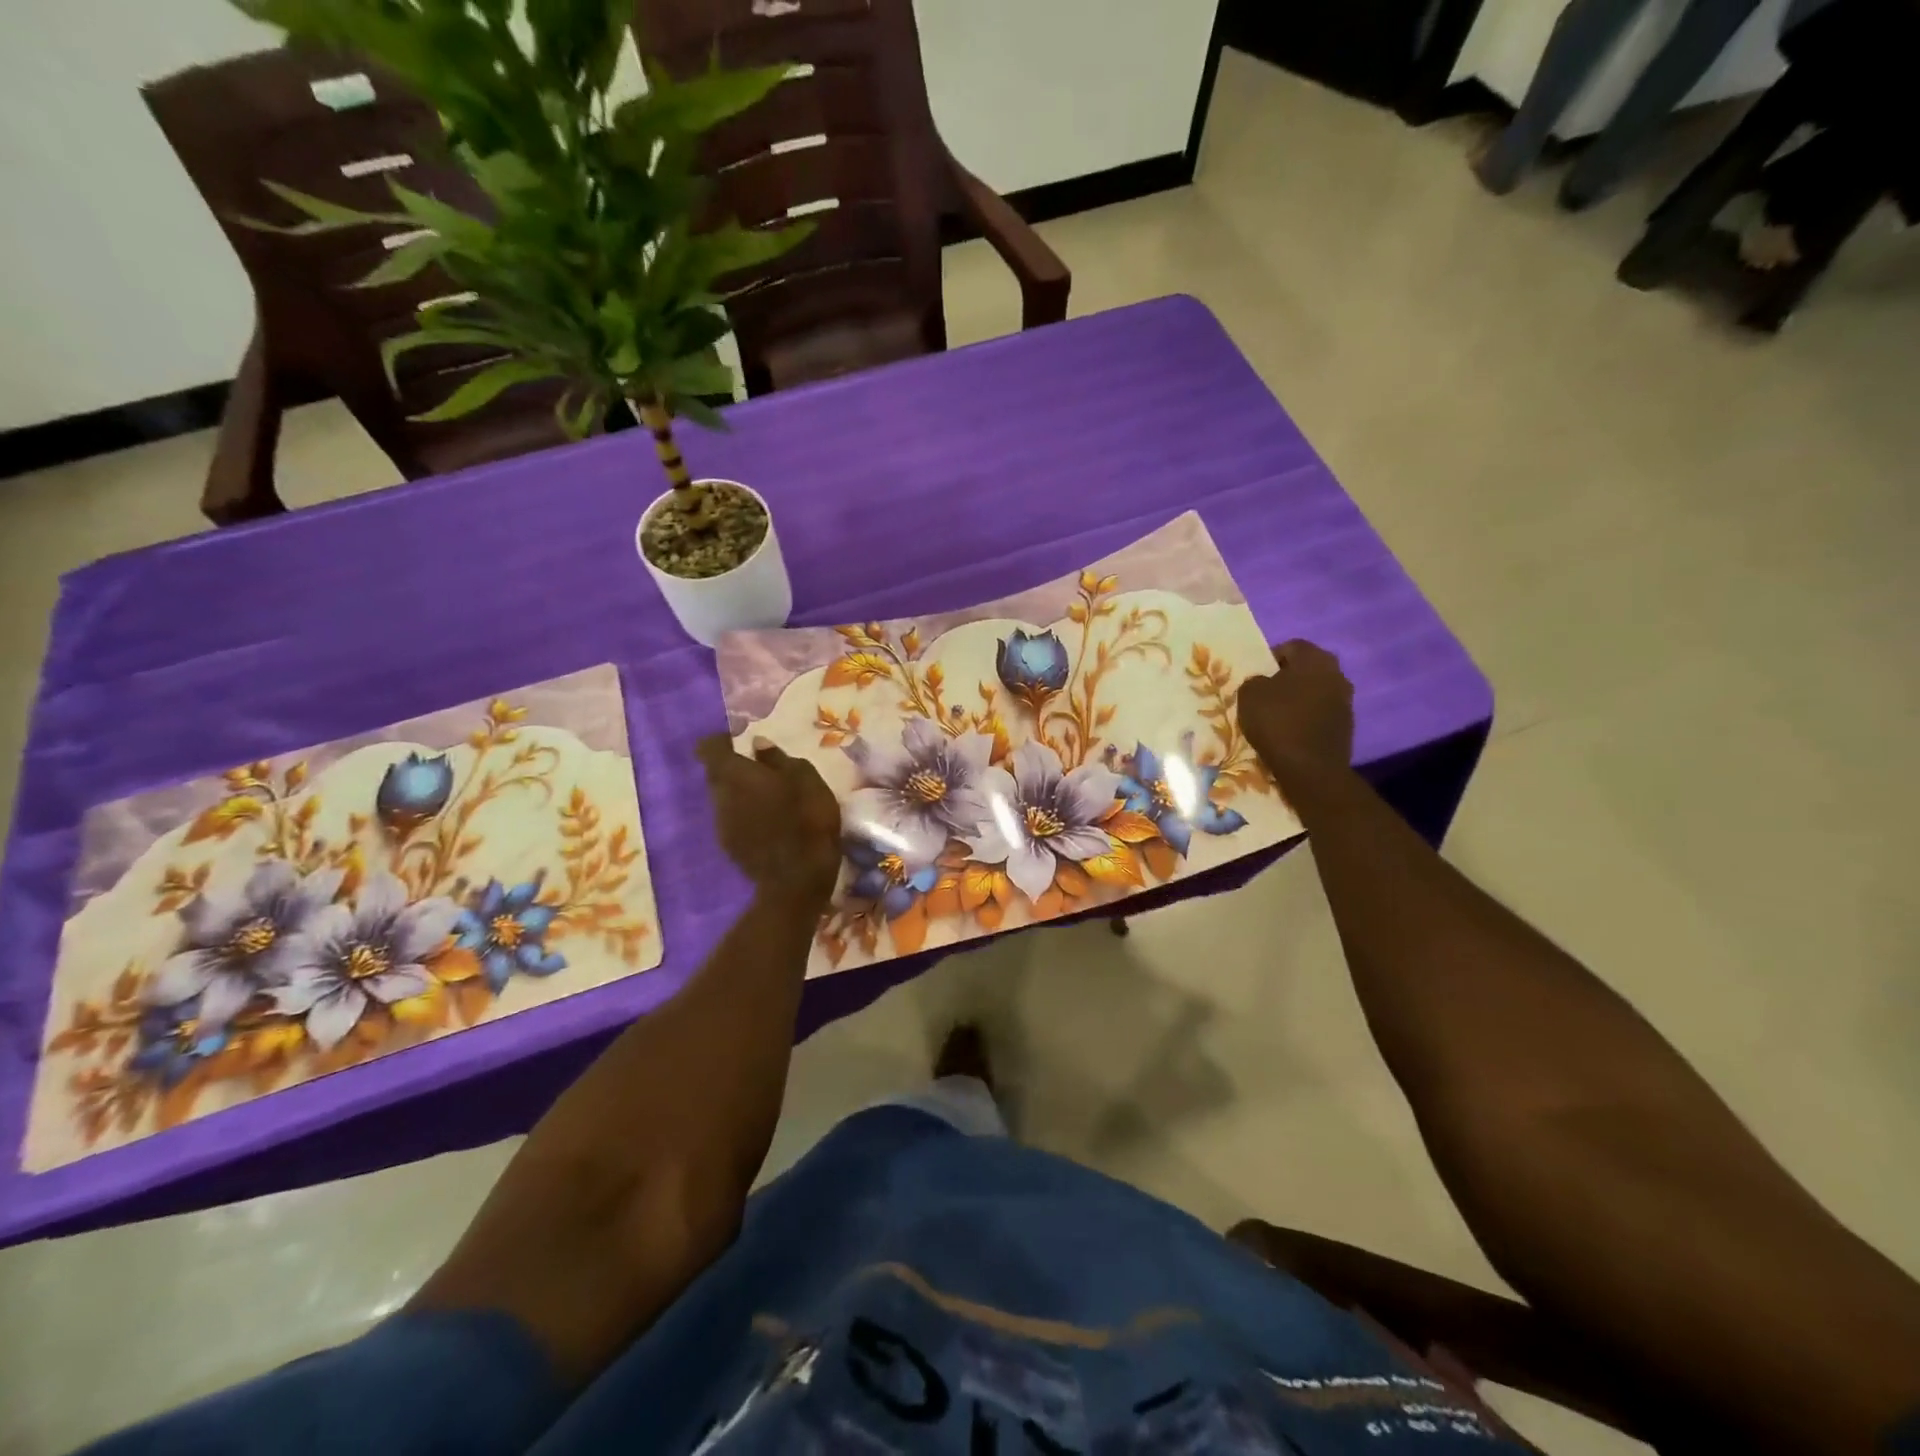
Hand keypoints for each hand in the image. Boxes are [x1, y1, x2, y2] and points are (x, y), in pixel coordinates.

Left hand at [696, 735, 841, 907]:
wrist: (797, 879)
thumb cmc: (806, 819)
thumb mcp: (805, 779)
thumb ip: (779, 758)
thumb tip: (758, 744)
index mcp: (735, 774)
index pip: (709, 748)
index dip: (721, 741)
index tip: (740, 741)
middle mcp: (719, 797)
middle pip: (716, 775)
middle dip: (735, 769)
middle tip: (763, 771)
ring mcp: (721, 825)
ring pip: (725, 799)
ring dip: (742, 795)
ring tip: (771, 799)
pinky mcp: (730, 848)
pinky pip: (734, 821)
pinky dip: (747, 816)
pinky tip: (771, 824)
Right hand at [1236, 639, 1354, 798]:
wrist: (1310, 768)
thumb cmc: (1277, 722)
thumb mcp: (1249, 694)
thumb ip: (1255, 681)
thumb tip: (1264, 683)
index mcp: (1316, 659)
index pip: (1291, 646)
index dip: (1270, 658)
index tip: (1256, 676)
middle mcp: (1337, 674)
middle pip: (1307, 669)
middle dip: (1286, 679)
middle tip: (1265, 695)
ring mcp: (1346, 702)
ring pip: (1315, 692)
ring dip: (1298, 700)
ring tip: (1276, 716)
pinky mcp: (1346, 727)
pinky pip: (1320, 714)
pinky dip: (1306, 719)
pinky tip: (1290, 733)